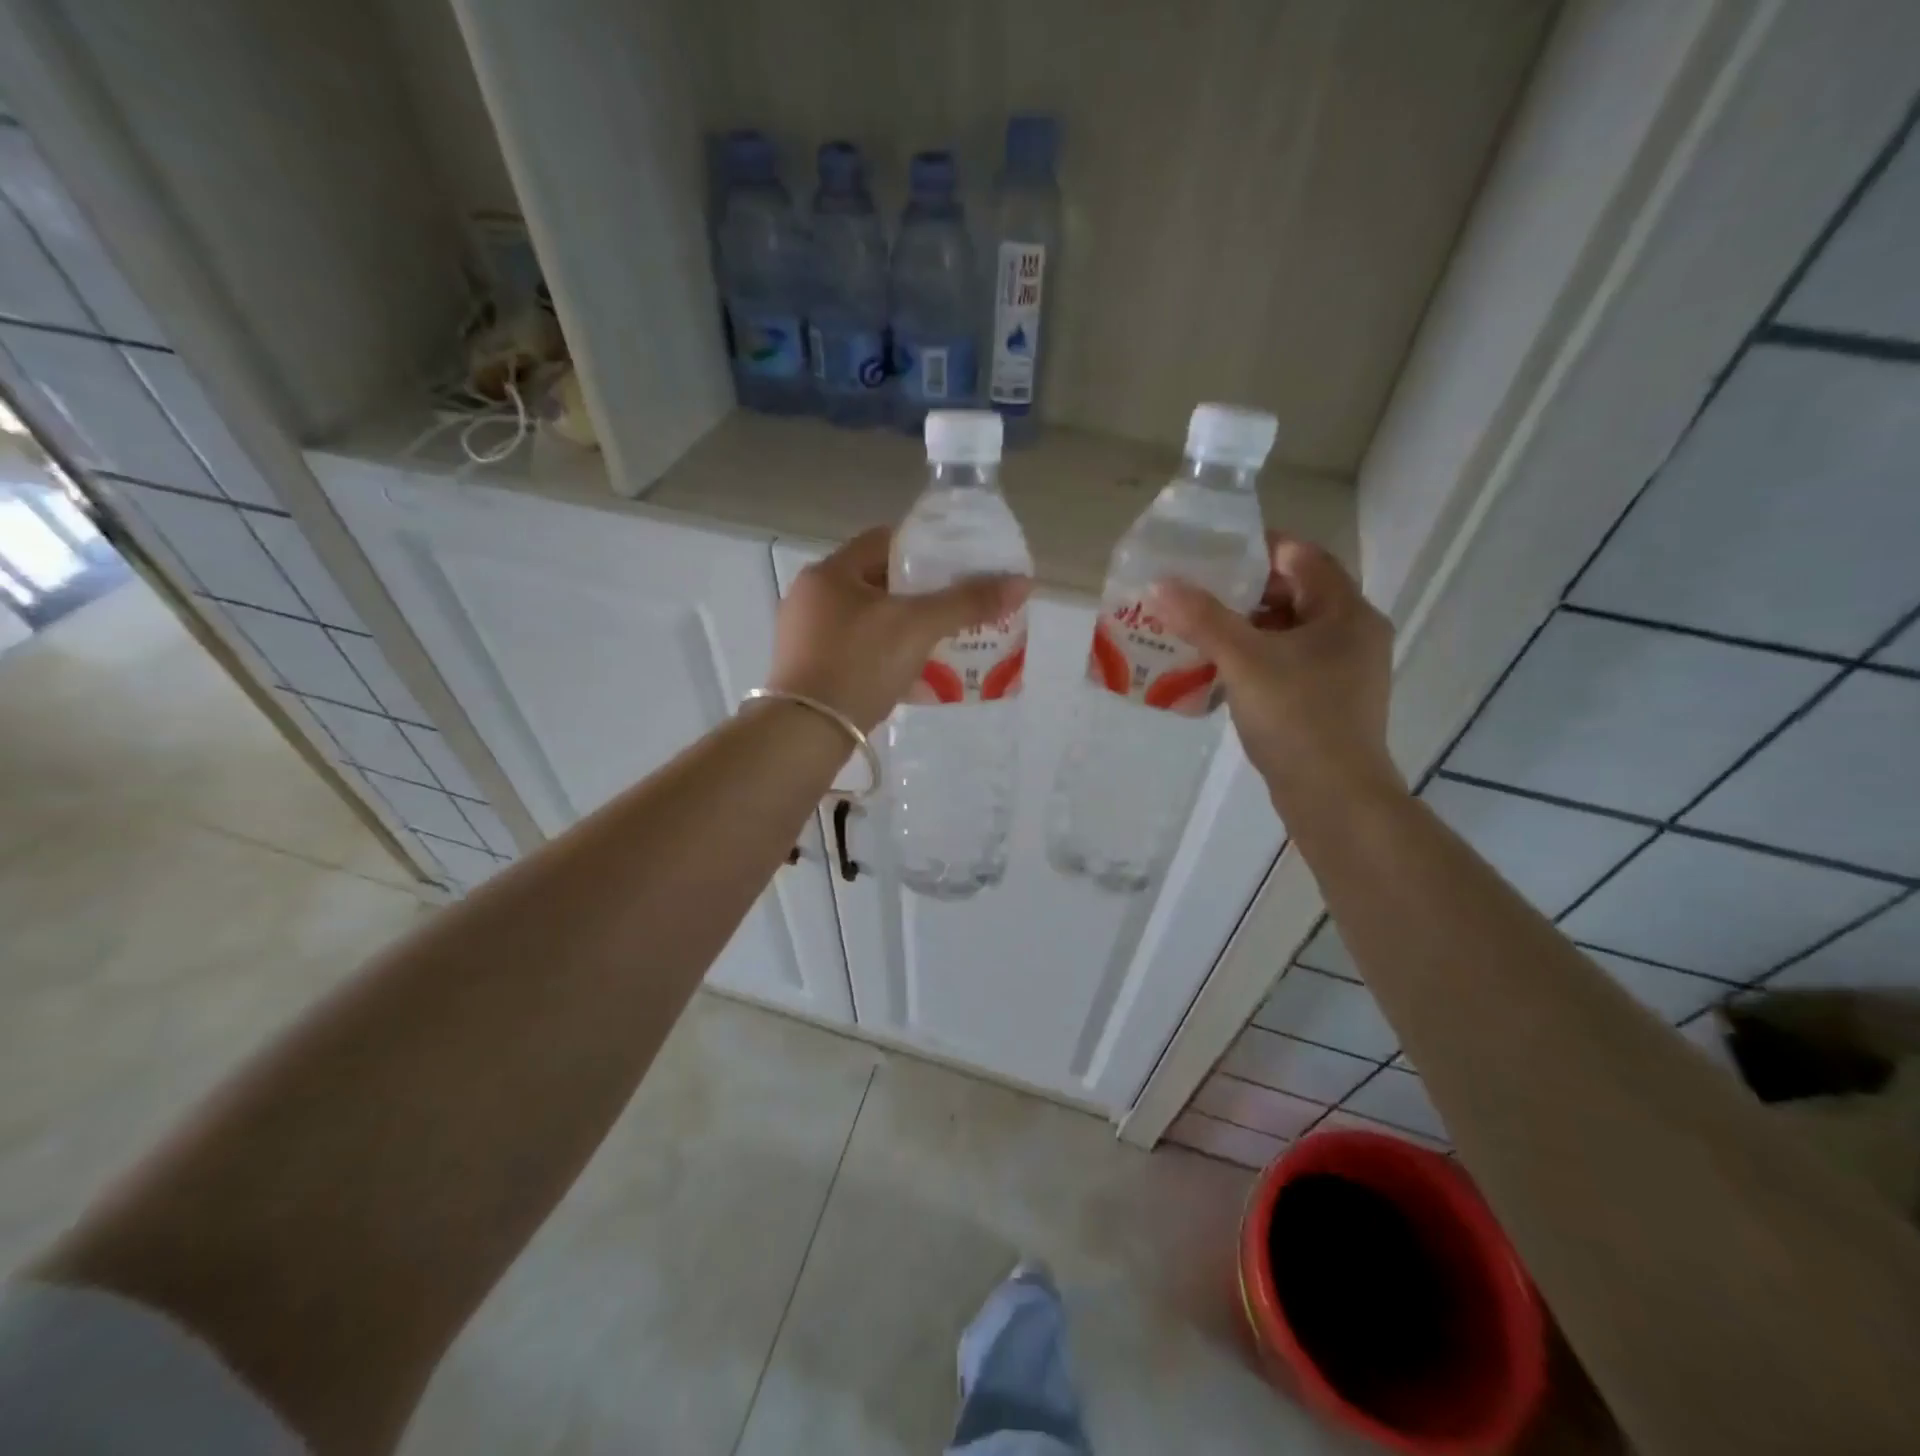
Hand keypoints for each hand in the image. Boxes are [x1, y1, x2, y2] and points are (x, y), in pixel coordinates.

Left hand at [766, 527, 1031, 731]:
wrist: (806, 732)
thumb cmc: (859, 664)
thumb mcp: (919, 627)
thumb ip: (968, 602)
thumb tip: (1022, 582)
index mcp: (829, 572)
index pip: (883, 541)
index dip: (924, 549)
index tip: (955, 567)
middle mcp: (810, 596)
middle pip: (875, 581)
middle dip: (916, 593)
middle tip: (952, 607)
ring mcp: (802, 635)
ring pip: (864, 618)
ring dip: (899, 626)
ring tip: (937, 640)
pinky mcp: (805, 669)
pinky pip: (853, 649)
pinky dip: (880, 653)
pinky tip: (906, 671)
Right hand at [1151, 533, 1403, 814]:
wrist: (1334, 796)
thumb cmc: (1297, 716)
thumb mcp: (1244, 660)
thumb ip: (1203, 619)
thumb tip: (1160, 584)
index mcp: (1346, 611)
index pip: (1303, 556)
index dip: (1258, 550)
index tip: (1212, 555)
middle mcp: (1353, 633)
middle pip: (1296, 593)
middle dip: (1245, 592)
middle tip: (1197, 594)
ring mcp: (1345, 670)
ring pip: (1291, 631)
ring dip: (1248, 627)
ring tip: (1200, 630)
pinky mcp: (1331, 700)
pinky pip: (1290, 662)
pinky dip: (1258, 658)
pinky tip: (1222, 669)